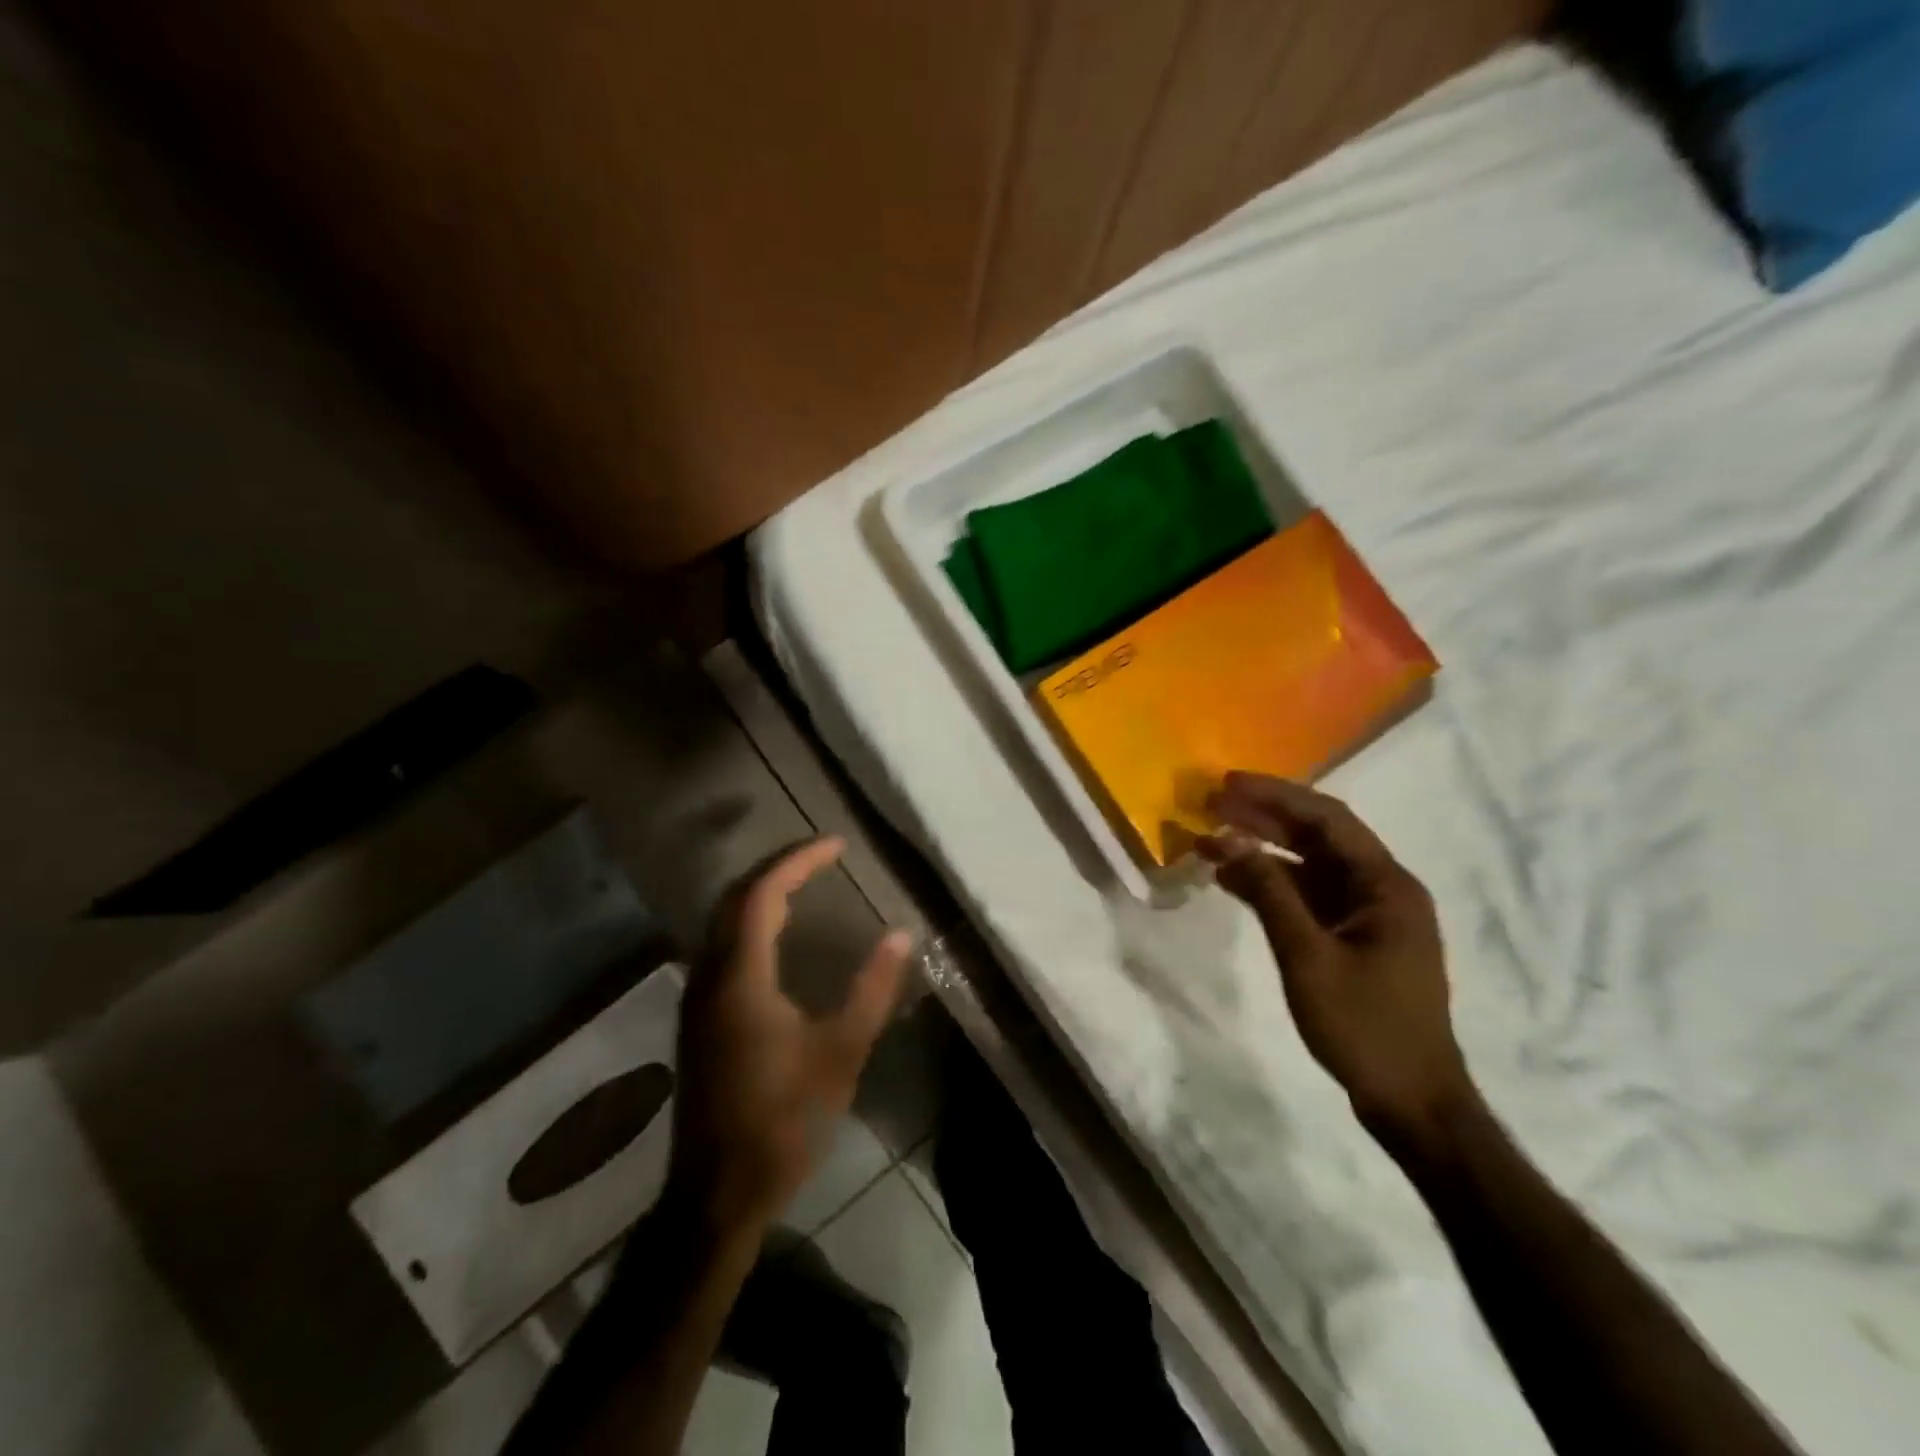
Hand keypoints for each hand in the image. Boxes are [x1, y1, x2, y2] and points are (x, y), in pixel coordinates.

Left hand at [669, 838, 911, 1233]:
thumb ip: (872, 990)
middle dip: (777, 868)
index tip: (837, 846)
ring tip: (805, 884)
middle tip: (822, 858)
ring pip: (723, 922)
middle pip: (735, 899)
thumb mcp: (841, 1053)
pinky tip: (778, 937)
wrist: (716, 1193)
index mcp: (740, 978)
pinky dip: (751, 923)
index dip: (799, 861)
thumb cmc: (783, 1121)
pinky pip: (721, 947)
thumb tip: (901, 937)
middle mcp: (709, 977)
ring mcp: (697, 999)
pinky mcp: (698, 1020)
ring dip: (761, 894)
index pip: (763, 894)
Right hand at [1198, 773, 1473, 1138]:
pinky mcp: (1355, 938)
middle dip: (1264, 819)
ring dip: (1262, 852)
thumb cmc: (1364, 1026)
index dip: (1276, 796)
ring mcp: (1369, 915)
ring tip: (1209, 840)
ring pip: (1310, 866)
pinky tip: (1232, 880)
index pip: (1327, 819)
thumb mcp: (1307, 956)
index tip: (1227, 785)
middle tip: (1211, 804)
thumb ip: (1269, 892)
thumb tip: (1229, 838)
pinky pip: (1308, 897)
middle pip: (1318, 837)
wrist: (1412, 1101)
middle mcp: (1383, 889)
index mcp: (1387, 885)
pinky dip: (1272, 885)